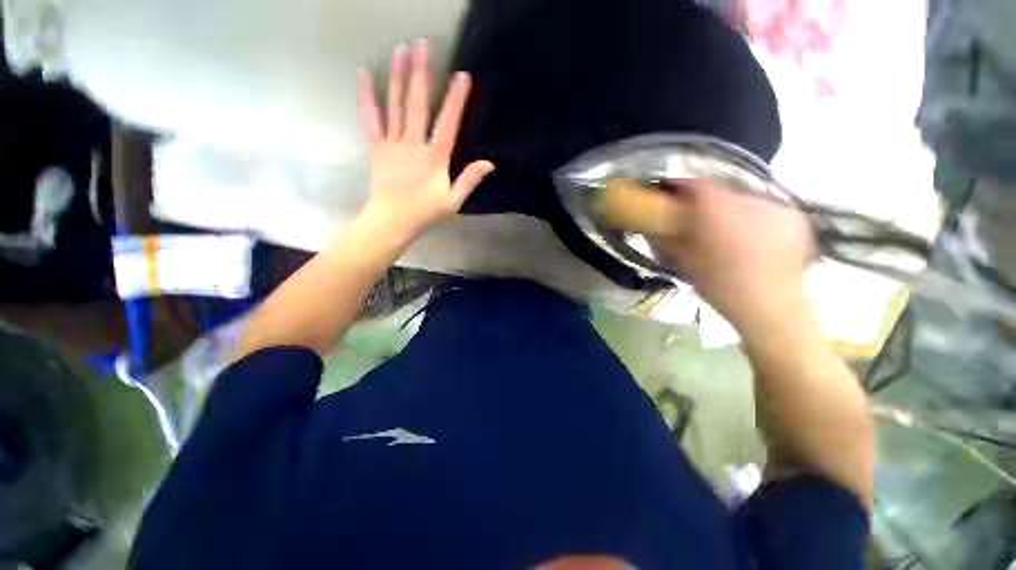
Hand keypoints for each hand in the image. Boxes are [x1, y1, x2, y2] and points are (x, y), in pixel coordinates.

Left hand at [357, 39, 494, 244]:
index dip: (456, 100)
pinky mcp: (377, 147)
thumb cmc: (425, 213)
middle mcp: (413, 145)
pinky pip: (371, 119)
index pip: (448, 124)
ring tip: (401, 50)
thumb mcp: (453, 202)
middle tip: (422, 45)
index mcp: (435, 158)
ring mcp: (393, 144)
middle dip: (421, 74)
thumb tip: (489, 163)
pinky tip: (365, 75)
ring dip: (399, 76)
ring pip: (396, 106)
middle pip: (418, 105)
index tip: (462, 76)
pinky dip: (368, 97)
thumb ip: (469, 180)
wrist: (392, 221)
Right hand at [631, 180, 816, 330]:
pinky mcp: (794, 217)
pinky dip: (754, 215)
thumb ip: (668, 239)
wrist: (772, 309)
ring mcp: (777, 208)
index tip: (669, 193)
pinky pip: (766, 208)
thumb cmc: (722, 288)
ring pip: (744, 198)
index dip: (680, 187)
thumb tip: (652, 225)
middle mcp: (751, 202)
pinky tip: (749, 235)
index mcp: (720, 213)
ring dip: (729, 208)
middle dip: (705, 200)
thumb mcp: (686, 263)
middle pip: (721, 190)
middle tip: (695, 217)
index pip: (696, 186)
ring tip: (724, 228)